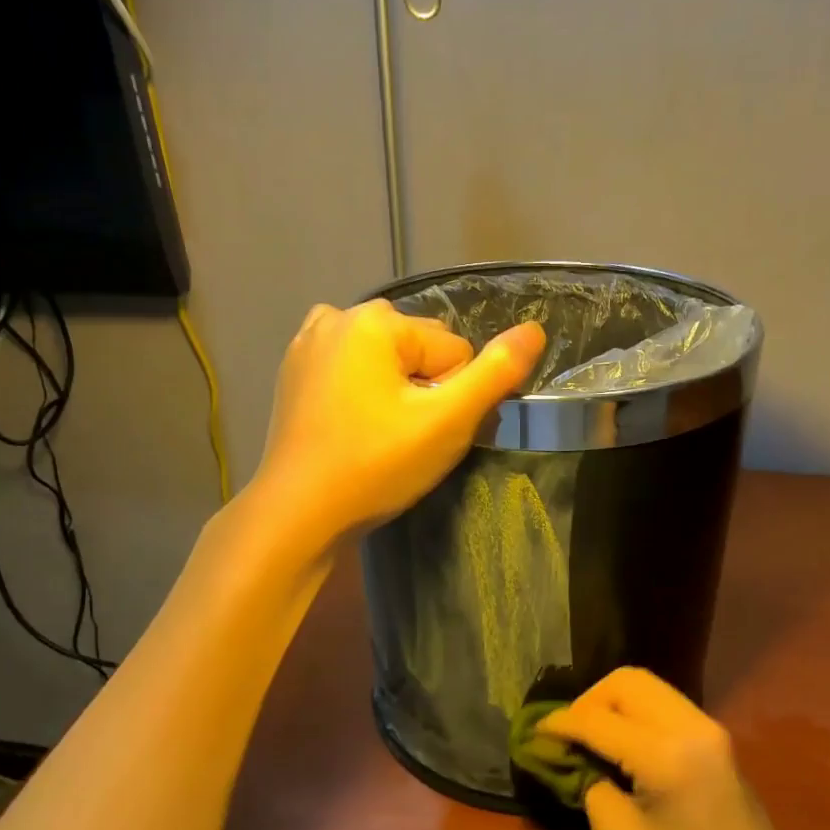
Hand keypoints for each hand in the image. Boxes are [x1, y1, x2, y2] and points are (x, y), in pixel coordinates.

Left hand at [251, 299, 545, 544]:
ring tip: (381, 439)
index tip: (428, 437)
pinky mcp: (293, 375)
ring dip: (395, 394)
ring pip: (385, 365)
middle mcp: (337, 317)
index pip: (454, 353)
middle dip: (424, 392)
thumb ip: (496, 374)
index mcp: (375, 320)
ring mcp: (308, 344)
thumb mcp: (447, 423)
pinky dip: (362, 396)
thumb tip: (535, 330)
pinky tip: (353, 430)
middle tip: (406, 443)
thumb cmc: (375, 466)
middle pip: (418, 352)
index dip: (453, 399)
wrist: (298, 513)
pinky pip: (352, 374)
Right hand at [537, 668, 805, 829]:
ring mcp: (709, 727)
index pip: (597, 720)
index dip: (559, 724)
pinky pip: (665, 704)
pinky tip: (621, 743)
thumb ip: (588, 786)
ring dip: (612, 702)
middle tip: (568, 734)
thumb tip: (567, 758)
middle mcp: (690, 726)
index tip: (533, 734)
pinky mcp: (716, 737)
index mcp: (664, 754)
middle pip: (626, 682)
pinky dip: (636, 712)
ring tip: (591, 737)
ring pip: (648, 686)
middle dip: (588, 701)